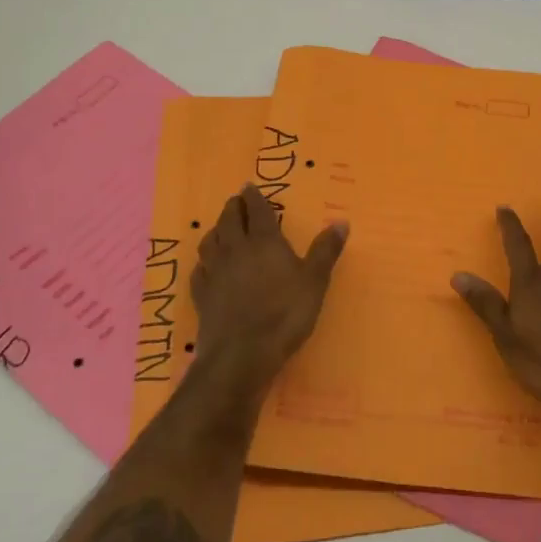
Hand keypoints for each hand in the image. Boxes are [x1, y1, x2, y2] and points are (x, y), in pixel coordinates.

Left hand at [189, 184, 346, 398]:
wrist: (241, 354)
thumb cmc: (284, 314)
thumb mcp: (315, 282)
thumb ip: (326, 250)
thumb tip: (341, 221)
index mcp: (264, 242)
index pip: (257, 211)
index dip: (254, 197)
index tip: (250, 186)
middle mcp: (236, 250)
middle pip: (229, 220)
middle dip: (233, 207)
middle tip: (237, 200)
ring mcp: (215, 272)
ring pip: (210, 241)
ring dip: (216, 229)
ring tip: (221, 227)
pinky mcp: (201, 295)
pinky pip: (199, 270)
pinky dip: (203, 262)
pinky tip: (206, 266)